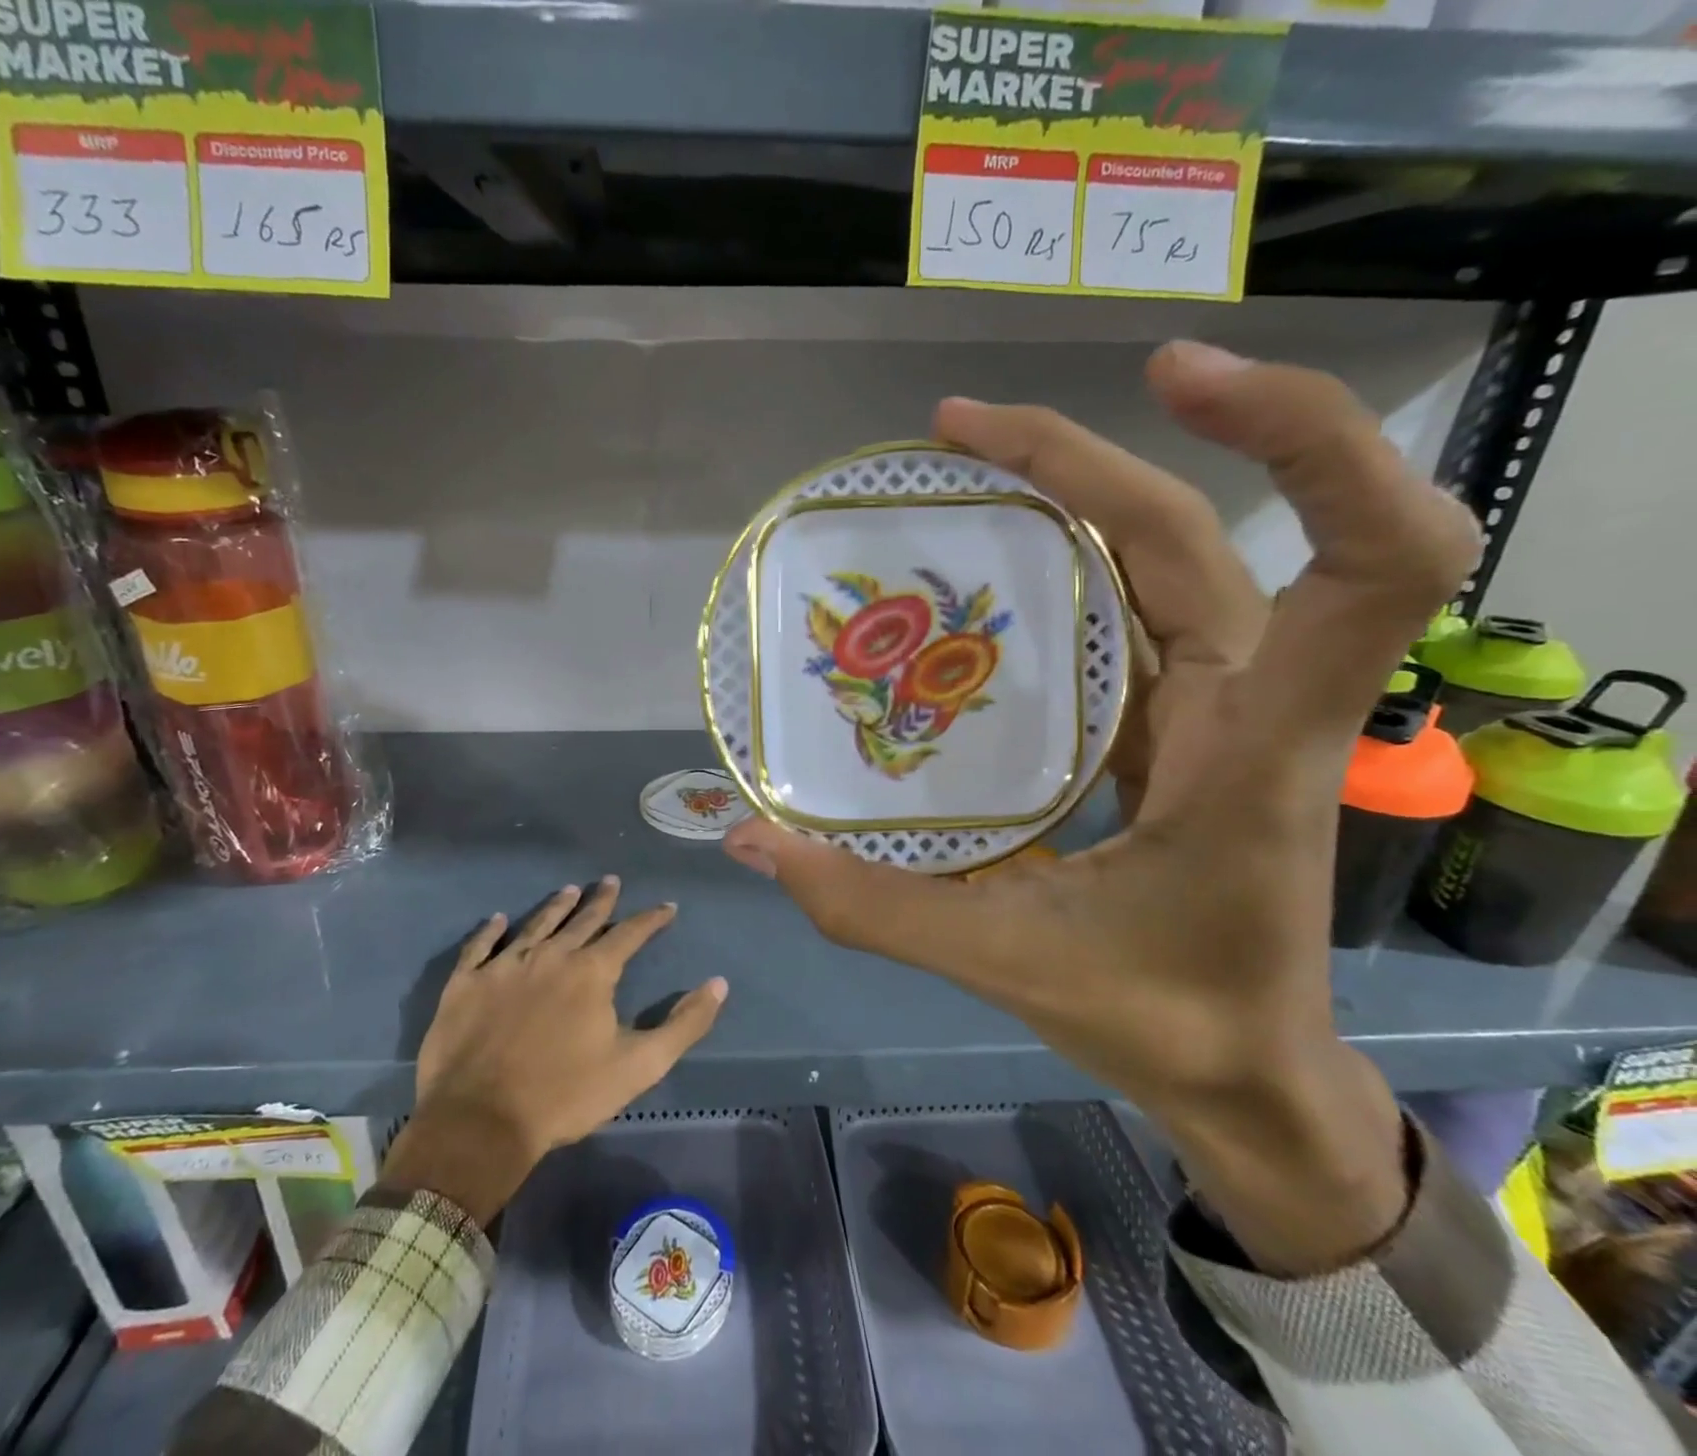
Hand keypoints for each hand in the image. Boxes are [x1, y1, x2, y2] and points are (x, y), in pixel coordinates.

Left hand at [381, 877, 726, 1223]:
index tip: (667, 907)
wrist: (481, 1122)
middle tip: (612, 880)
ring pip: (536, 924)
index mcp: (592, 972)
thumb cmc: (566, 1095)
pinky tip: (498, 920)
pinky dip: (490, 931)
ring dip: (556, 906)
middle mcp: (551, 955)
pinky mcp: (466, 983)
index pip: (630, 933)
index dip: (651, 919)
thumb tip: (718, 984)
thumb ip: (684, 1024)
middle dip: (602, 900)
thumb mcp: (640, 1065)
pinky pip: (480, 947)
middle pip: (583, 919)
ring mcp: (505, 966)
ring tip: (570, 889)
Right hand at [722, 341, 1480, 1272]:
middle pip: (1194, 533)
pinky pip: (1129, 613)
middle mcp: (1251, 701)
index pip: (1373, 559)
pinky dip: (1068, 564)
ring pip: (1164, 558)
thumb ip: (873, 908)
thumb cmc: (1164, 1019)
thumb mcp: (1009, 963)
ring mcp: (1216, 706)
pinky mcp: (1178, 722)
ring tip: (962, 466)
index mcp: (1254, 750)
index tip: (1172, 378)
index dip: (1309, 438)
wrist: (1246, 1073)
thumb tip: (753, 841)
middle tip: (957, 429)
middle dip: (1084, 456)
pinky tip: (987, 568)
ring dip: (1074, 491)